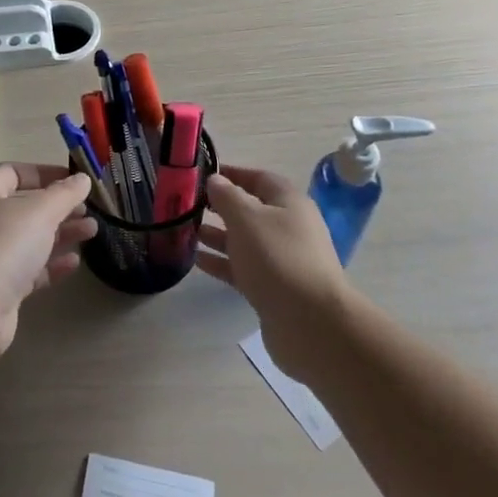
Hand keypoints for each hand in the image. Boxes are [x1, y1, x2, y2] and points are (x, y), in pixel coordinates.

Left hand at [0, 163, 96, 356]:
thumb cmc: (4, 245)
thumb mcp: (40, 211)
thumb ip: (65, 193)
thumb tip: (82, 178)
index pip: (13, 172)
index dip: (44, 173)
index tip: (74, 180)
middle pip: (24, 207)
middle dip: (58, 207)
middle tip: (87, 209)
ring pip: (29, 238)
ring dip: (61, 234)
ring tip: (92, 231)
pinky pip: (29, 269)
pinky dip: (51, 264)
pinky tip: (74, 263)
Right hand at [196, 167, 350, 381]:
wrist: (310, 323)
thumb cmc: (277, 258)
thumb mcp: (246, 218)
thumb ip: (227, 196)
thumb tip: (215, 180)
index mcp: (289, 203)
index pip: (259, 178)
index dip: (232, 174)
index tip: (201, 175)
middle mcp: (288, 228)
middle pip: (251, 210)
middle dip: (221, 207)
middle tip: (188, 206)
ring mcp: (282, 260)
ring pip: (245, 241)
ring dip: (218, 235)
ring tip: (187, 231)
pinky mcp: (274, 289)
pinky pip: (243, 268)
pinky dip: (222, 262)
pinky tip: (196, 260)